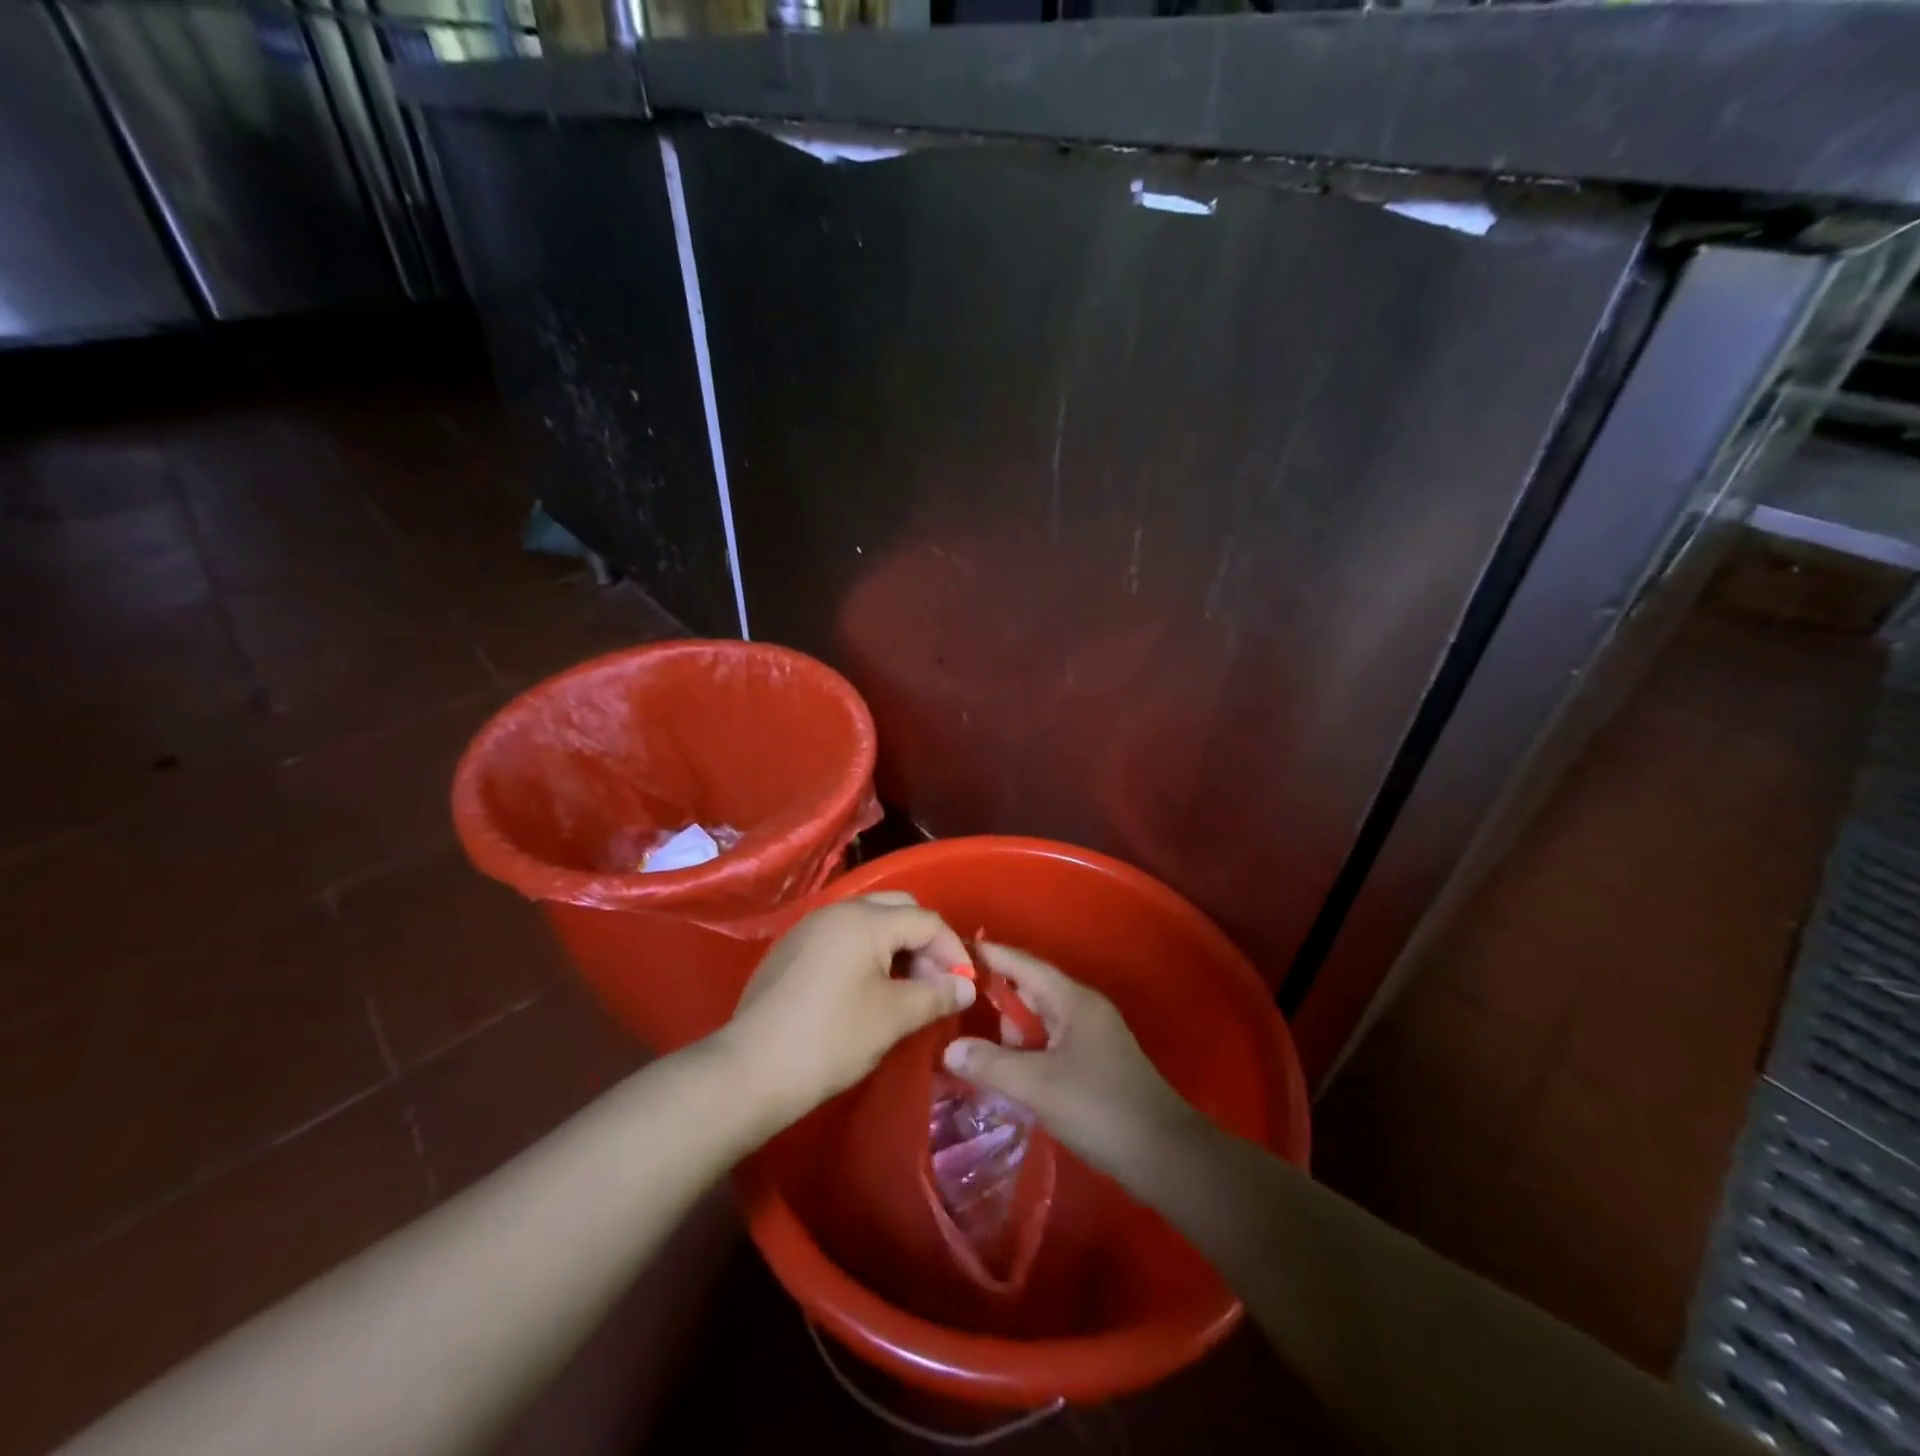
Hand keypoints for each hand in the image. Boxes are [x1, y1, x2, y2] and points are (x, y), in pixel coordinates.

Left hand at [723, 893, 975, 1128]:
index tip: (964, 986)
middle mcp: (837, 910)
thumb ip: (935, 995)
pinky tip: (868, 989)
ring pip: (869, 921)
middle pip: (898, 909)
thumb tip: (965, 987)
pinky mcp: (792, 948)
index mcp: (864, 920)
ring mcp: (810, 927)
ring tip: (906, 989)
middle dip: (925, 941)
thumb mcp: (892, 1018)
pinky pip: (843, 936)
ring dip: (896, 946)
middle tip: (935, 982)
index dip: (953, 950)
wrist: (750, 1070)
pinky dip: (867, 952)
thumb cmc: (830, 1040)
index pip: (926, 920)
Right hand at [942, 944, 1198, 1176]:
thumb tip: (949, 1049)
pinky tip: (1009, 1076)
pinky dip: (1027, 1054)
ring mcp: (1091, 1036)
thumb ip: (991, 1065)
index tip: (952, 950)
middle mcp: (1083, 1008)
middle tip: (957, 1014)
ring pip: (1040, 1021)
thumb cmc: (1100, 1107)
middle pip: (1030, 991)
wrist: (1164, 1155)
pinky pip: (1050, 1044)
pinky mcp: (1094, 1062)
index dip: (989, 955)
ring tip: (979, 1057)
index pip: (1023, 964)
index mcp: (1073, 1000)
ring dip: (1012, 1035)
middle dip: (996, 1001)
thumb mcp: (1038, 1086)